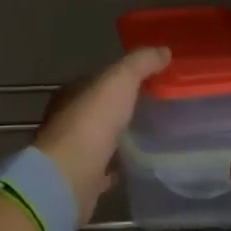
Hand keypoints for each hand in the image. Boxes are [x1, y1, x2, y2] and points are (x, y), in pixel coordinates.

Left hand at [34, 47, 169, 222]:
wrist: (70, 177)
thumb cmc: (92, 122)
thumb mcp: (119, 81)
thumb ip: (140, 63)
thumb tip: (163, 51)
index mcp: (71, 94)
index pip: (97, 80)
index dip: (121, 78)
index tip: (149, 80)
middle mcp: (67, 121)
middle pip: (98, 110)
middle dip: (120, 108)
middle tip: (153, 107)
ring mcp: (72, 152)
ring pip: (99, 139)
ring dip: (118, 136)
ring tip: (148, 134)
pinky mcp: (81, 179)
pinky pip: (103, 169)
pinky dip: (116, 166)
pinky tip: (135, 165)